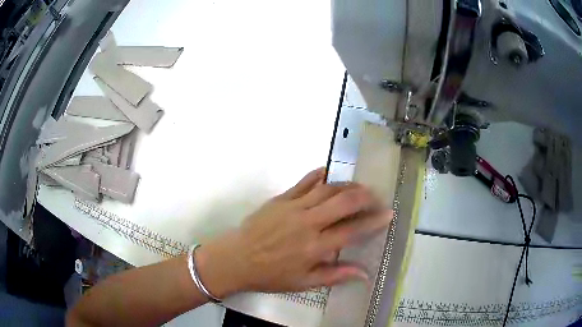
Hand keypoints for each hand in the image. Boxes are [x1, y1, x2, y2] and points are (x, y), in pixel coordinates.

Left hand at [196, 168, 392, 297]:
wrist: (236, 259)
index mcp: (315, 247)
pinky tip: (328, 173)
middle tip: (376, 197)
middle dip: (365, 196)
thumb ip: (335, 276)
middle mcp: (308, 223)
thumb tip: (364, 274)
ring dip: (347, 185)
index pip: (352, 230)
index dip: (374, 221)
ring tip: (359, 187)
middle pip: (344, 202)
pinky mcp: (280, 198)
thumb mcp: (304, 283)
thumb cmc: (271, 275)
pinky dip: (318, 176)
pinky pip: (303, 183)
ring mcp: (293, 207)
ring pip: (327, 189)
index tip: (388, 214)